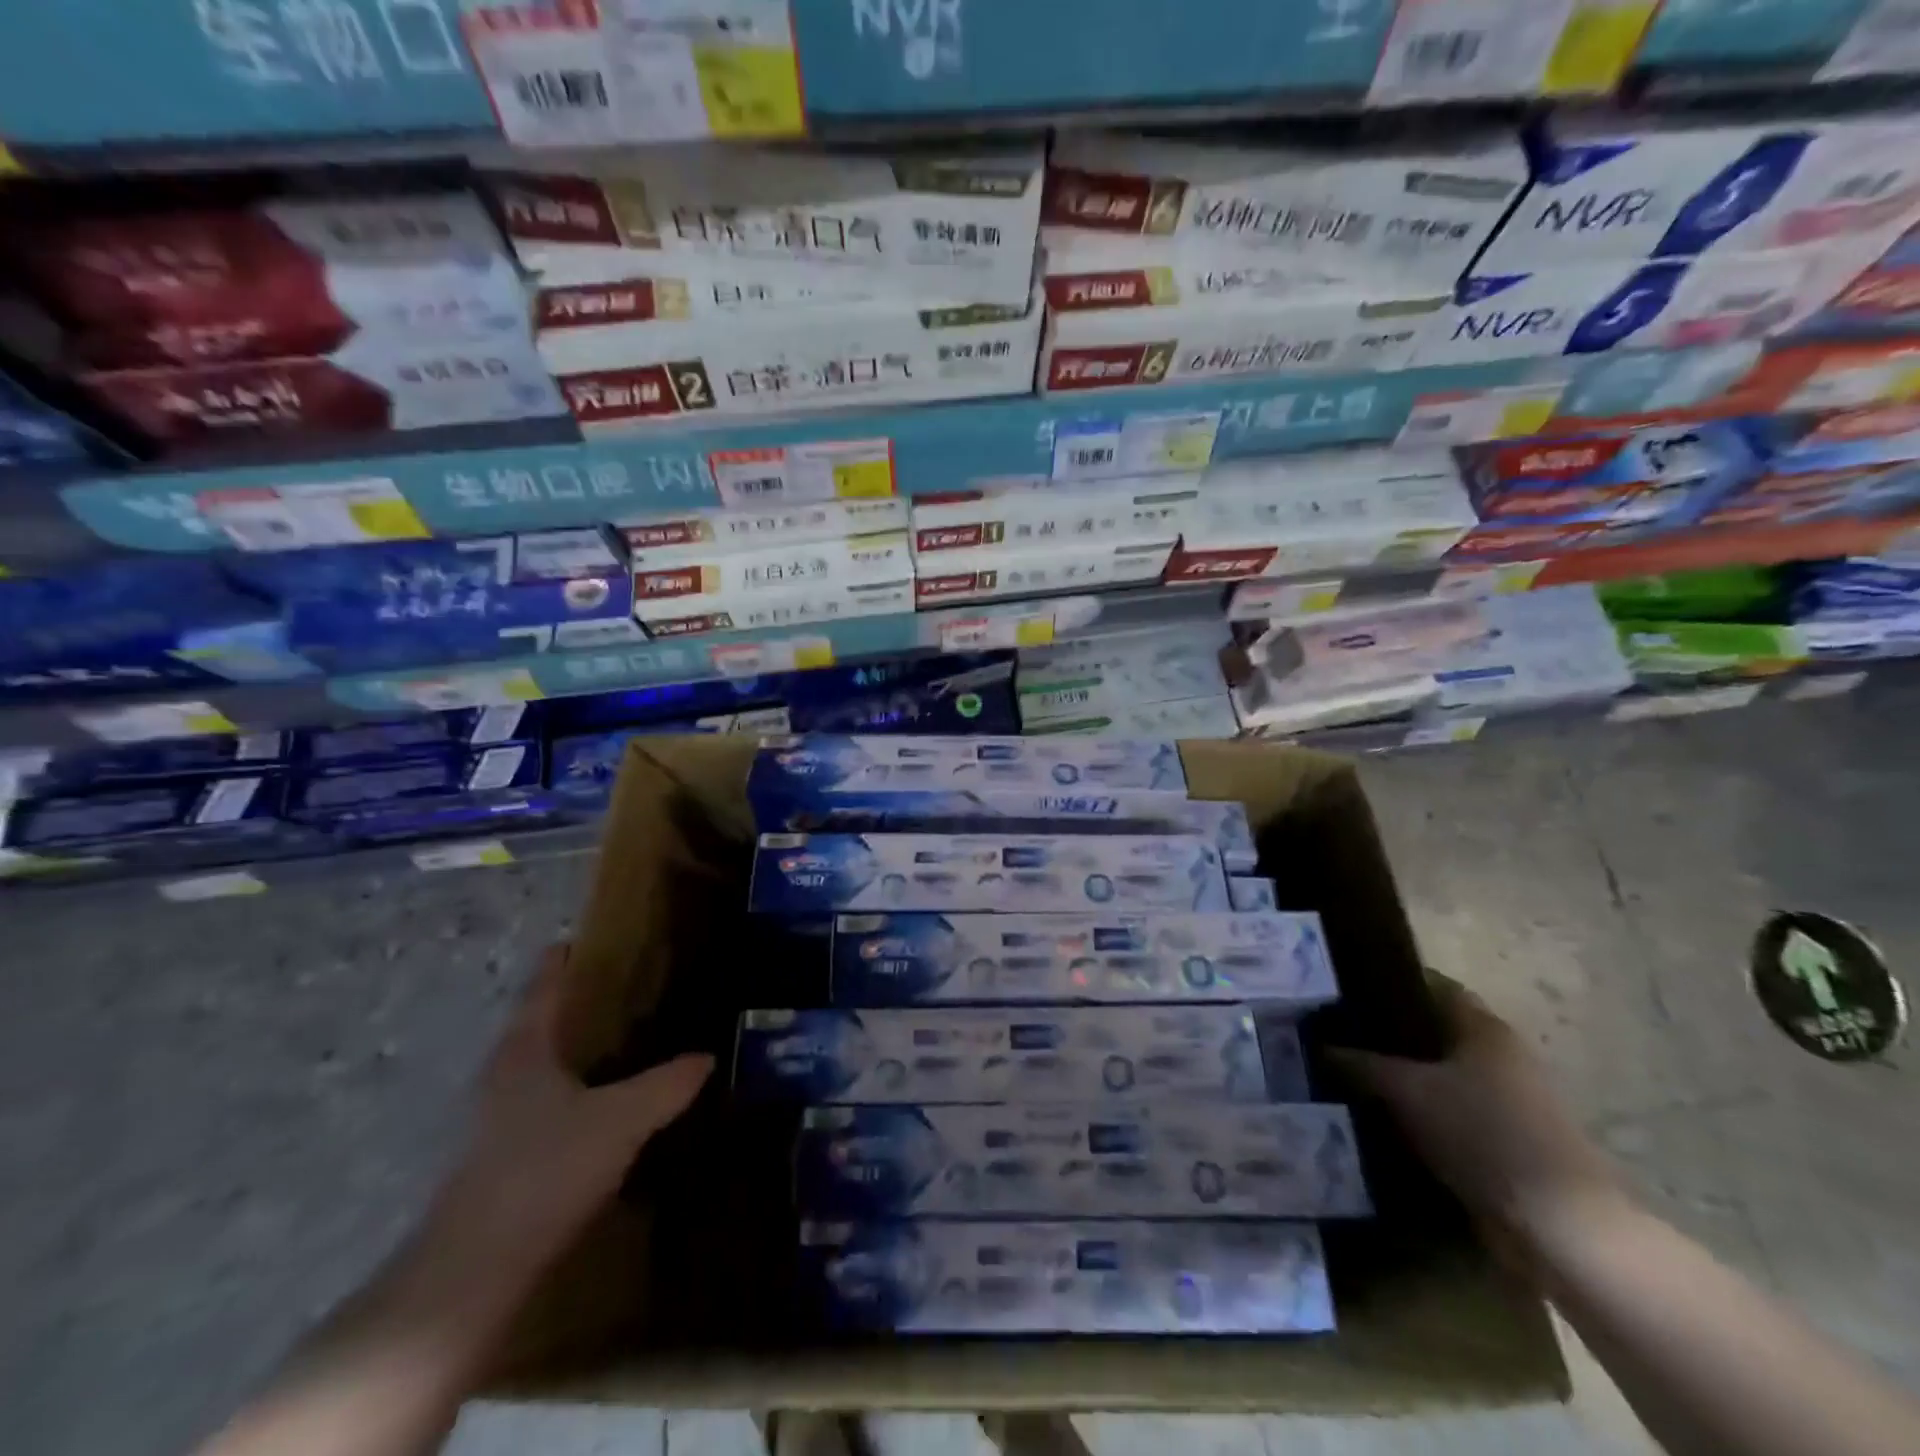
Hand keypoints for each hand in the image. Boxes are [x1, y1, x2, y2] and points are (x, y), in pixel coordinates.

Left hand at [422, 944, 712, 1303]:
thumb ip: (667, 1084)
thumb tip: (706, 1057)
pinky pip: (549, 1104)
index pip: (543, 989)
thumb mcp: (621, 1119)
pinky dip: (578, 1091)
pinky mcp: (505, 1159)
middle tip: (627, 988)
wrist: (474, 1272)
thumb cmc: (545, 1169)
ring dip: (579, 1051)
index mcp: (524, 1050)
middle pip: (541, 1025)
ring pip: (545, 1067)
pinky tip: (610, 1105)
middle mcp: (504, 1076)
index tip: (580, 939)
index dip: (561, 962)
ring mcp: (498, 1121)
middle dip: (579, 1005)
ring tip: (627, 1041)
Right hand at [1331, 975, 1627, 1253]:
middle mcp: (1500, 1054)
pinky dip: (1418, 1111)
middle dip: (1385, 1032)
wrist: (1559, 1227)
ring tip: (1348, 1076)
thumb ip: (1359, 1063)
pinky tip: (1380, 1118)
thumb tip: (1317, 1046)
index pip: (1429, 985)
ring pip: (1439, 1074)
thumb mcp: (1407, 1091)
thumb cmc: (1483, 1134)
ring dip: (1400, 1076)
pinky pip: (1449, 1111)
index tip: (1342, 990)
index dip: (1386, 982)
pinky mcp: (1506, 1140)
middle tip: (1334, 1034)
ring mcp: (1507, 1099)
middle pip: (1432, 1030)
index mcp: (1484, 1027)